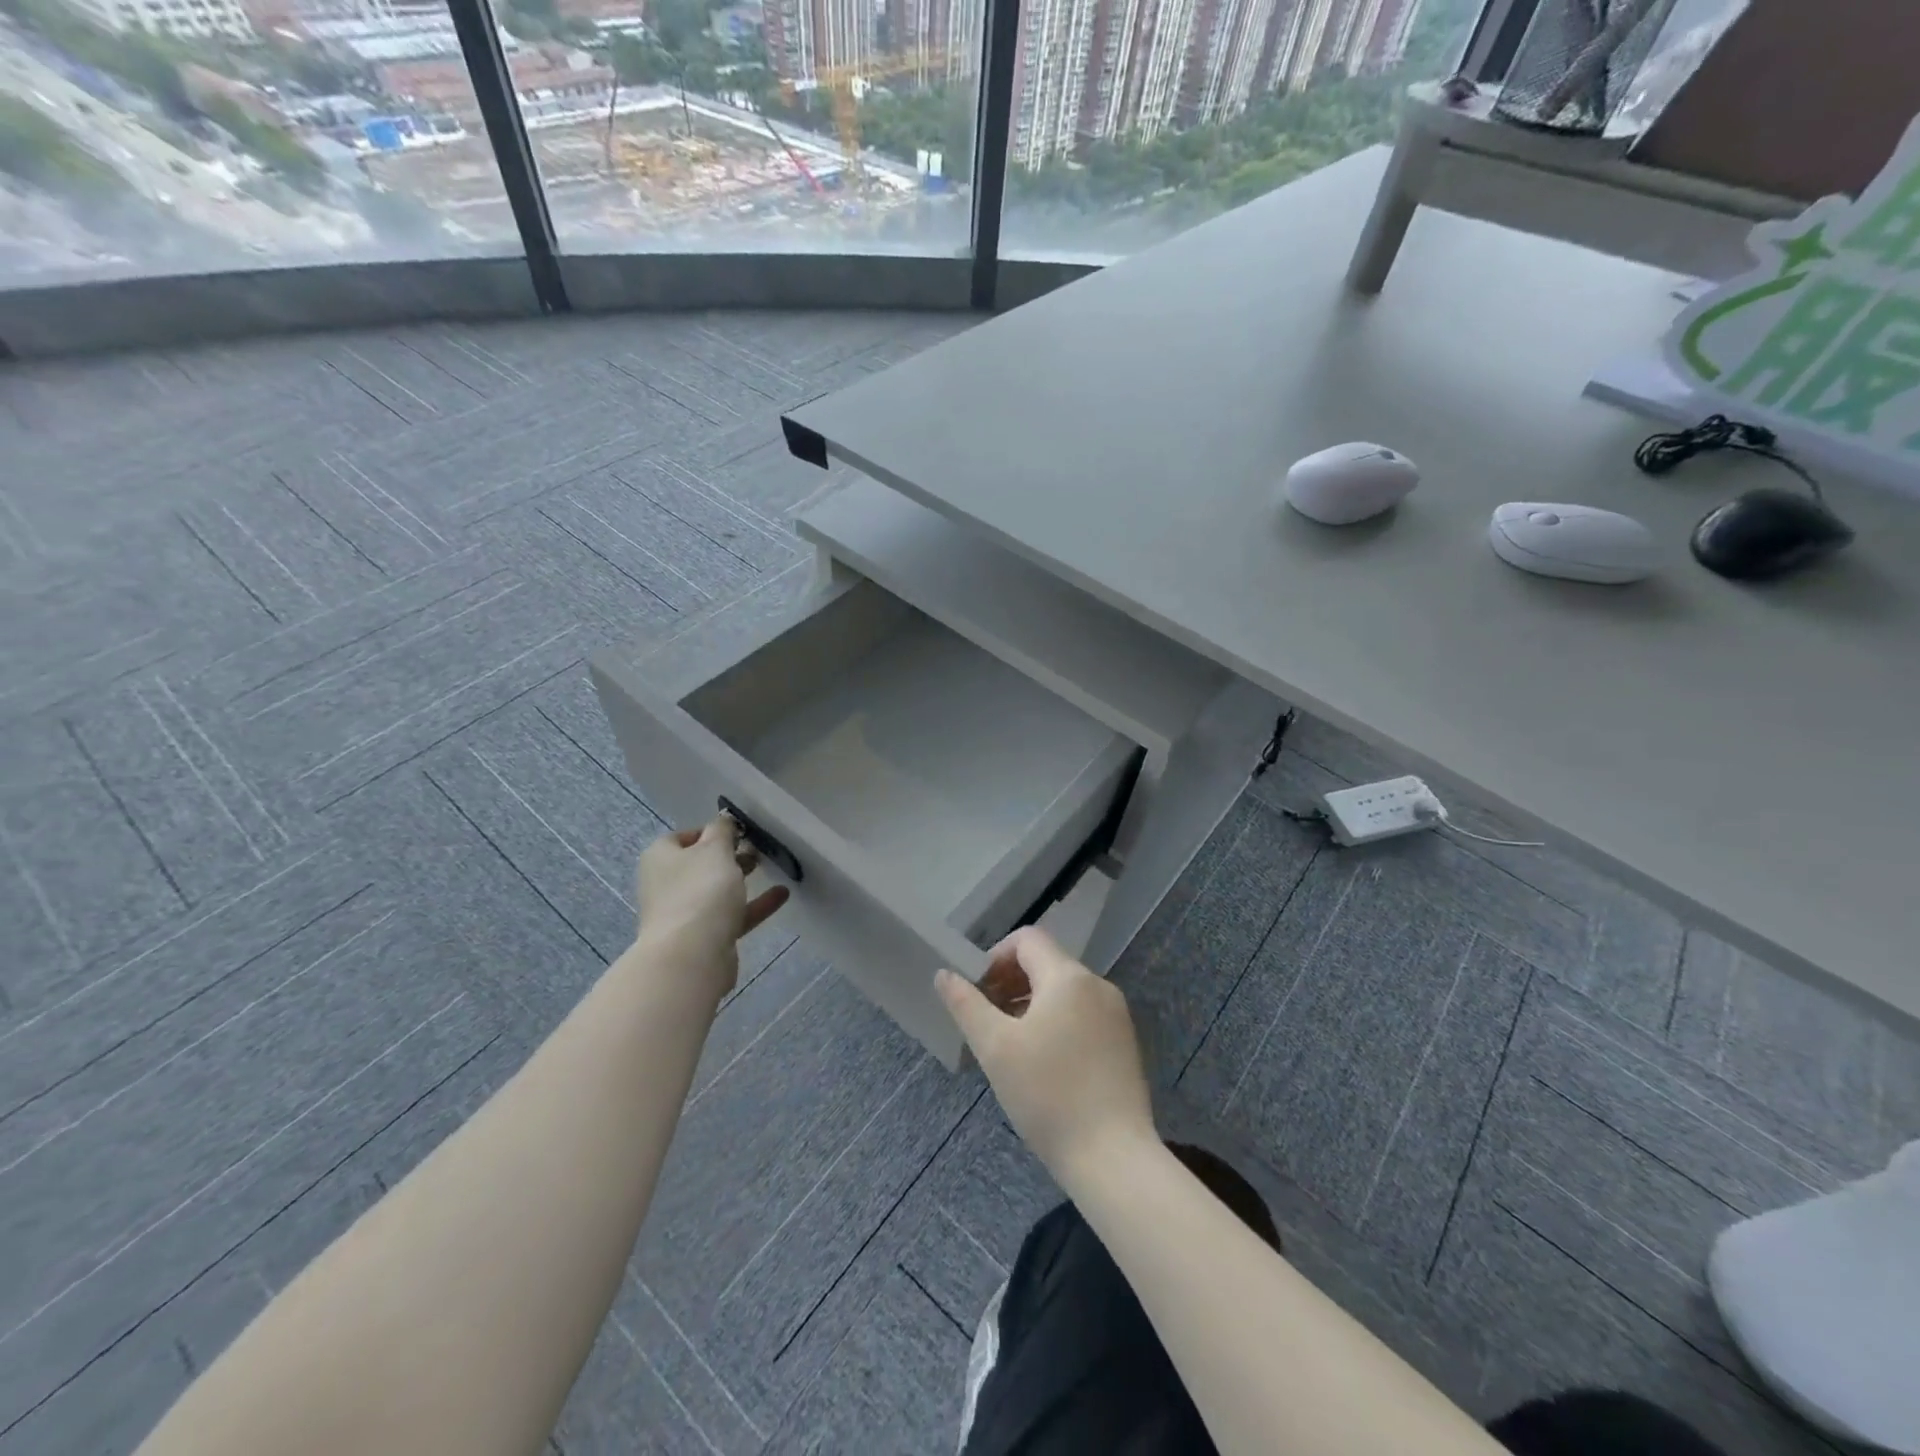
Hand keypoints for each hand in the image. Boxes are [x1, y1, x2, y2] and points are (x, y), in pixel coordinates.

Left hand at [634, 816, 788, 998]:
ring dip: (741, 879)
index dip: (710, 831)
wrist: (691, 956)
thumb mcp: (715, 850)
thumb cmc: (700, 891)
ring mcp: (685, 913)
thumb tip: (723, 819)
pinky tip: (782, 895)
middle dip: (728, 855)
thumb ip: (722, 831)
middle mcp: (667, 884)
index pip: (683, 837)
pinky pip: (732, 914)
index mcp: (661, 858)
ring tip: (768, 866)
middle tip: (755, 848)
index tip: (737, 831)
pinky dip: (755, 904)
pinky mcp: (704, 937)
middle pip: (700, 864)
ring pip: (716, 890)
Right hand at [935, 927, 1156, 1186]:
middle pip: (1046, 963)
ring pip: (1064, 991)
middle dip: (1011, 983)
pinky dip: (1057, 1023)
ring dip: (1031, 1004)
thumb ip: (966, 1004)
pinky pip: (1083, 1015)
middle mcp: (1098, 985)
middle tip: (987, 1020)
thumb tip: (944, 974)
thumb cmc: (1048, 1096)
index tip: (977, 992)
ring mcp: (1117, 1015)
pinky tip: (1043, 1064)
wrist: (1113, 1159)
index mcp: (1068, 977)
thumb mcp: (995, 1048)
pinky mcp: (1125, 1043)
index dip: (995, 957)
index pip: (1027, 939)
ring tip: (1010, 1044)